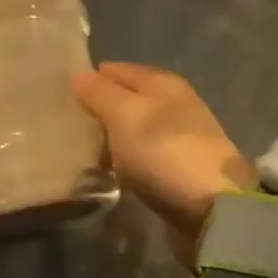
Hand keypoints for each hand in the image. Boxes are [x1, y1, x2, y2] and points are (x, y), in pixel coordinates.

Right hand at [71, 61, 255, 238]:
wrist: (213, 208)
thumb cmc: (164, 151)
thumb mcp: (124, 115)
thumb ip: (99, 94)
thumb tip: (79, 74)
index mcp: (163, 82)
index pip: (119, 70)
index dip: (93, 76)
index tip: (63, 89)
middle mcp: (175, 103)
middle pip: (129, 98)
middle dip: (101, 106)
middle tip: (67, 120)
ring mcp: (180, 136)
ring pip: (136, 127)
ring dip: (113, 134)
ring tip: (83, 146)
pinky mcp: (181, 168)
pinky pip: (143, 153)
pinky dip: (126, 157)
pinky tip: (110, 167)